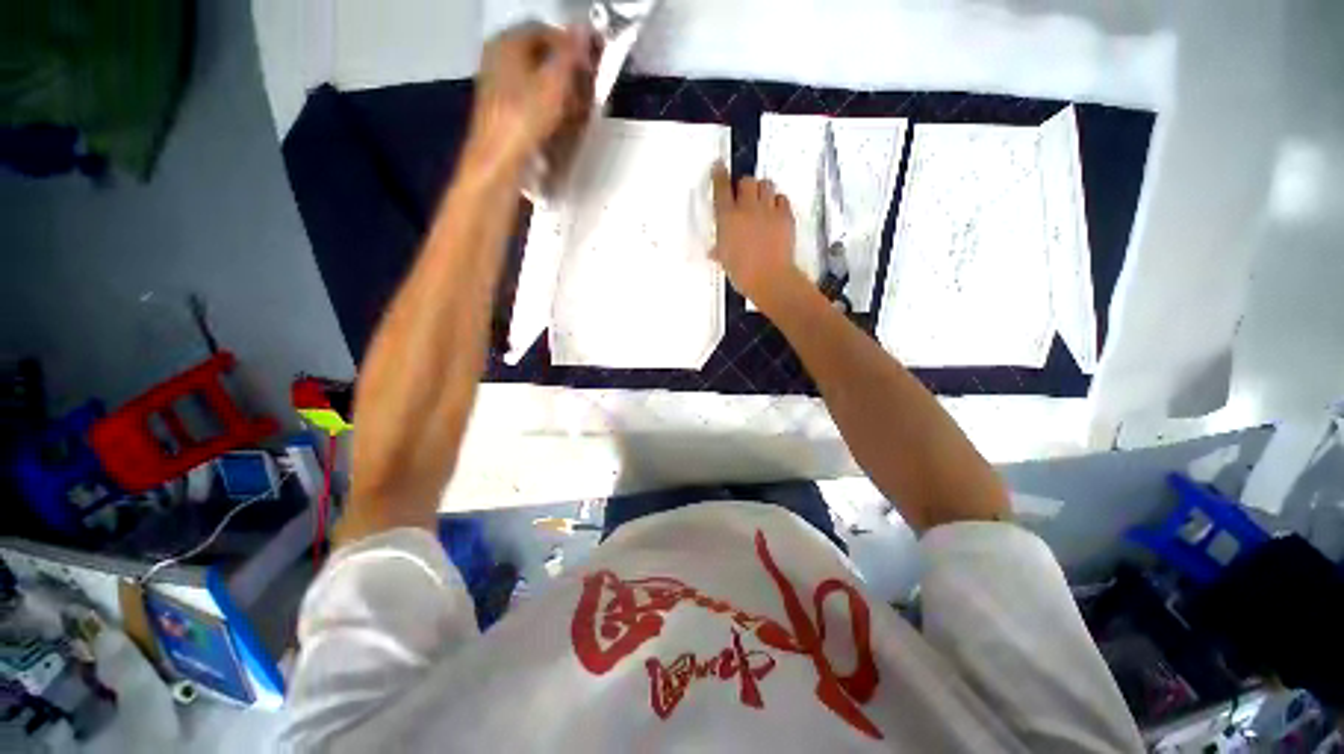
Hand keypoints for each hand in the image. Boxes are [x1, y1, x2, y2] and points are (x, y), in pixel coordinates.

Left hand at [466, 23, 594, 174]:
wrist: (499, 162)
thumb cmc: (525, 118)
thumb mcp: (554, 83)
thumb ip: (571, 53)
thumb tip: (584, 28)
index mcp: (507, 42)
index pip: (546, 30)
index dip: (573, 45)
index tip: (593, 64)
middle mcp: (498, 57)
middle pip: (541, 56)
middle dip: (568, 71)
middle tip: (587, 90)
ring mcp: (497, 84)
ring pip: (536, 79)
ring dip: (561, 91)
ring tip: (578, 110)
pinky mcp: (501, 110)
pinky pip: (530, 99)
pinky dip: (548, 106)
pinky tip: (560, 123)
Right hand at [710, 163, 802, 307]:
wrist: (769, 278)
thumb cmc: (741, 273)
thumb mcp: (725, 260)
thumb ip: (719, 250)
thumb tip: (714, 251)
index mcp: (727, 218)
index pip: (721, 188)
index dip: (719, 174)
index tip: (719, 166)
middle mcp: (747, 208)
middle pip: (746, 181)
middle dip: (744, 186)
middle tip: (744, 196)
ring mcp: (768, 210)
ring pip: (766, 185)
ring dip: (762, 190)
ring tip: (761, 202)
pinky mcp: (786, 216)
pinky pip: (782, 198)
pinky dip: (777, 202)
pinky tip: (775, 212)